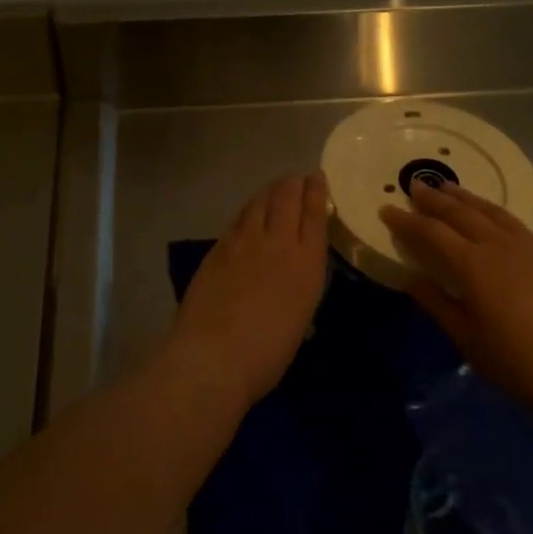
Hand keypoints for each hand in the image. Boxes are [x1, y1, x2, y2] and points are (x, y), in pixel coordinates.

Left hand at [168, 173, 329, 410]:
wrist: (215, 356)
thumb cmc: (268, 353)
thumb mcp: (300, 317)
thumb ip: (300, 286)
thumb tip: (295, 273)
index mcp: (306, 262)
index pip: (314, 214)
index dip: (317, 192)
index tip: (317, 177)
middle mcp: (277, 242)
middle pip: (286, 198)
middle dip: (293, 183)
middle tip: (296, 179)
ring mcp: (244, 242)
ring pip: (259, 203)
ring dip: (269, 192)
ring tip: (274, 189)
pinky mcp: (218, 249)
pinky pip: (238, 220)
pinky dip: (248, 211)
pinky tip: (248, 214)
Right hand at [380, 182, 532, 416]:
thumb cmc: (519, 363)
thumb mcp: (468, 339)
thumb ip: (437, 303)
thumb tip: (409, 277)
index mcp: (474, 266)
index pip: (431, 233)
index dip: (407, 221)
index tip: (386, 210)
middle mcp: (499, 246)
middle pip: (460, 213)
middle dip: (434, 199)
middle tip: (415, 186)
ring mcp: (531, 245)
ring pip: (491, 211)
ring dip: (465, 198)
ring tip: (448, 187)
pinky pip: (515, 223)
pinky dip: (493, 213)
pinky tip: (491, 217)